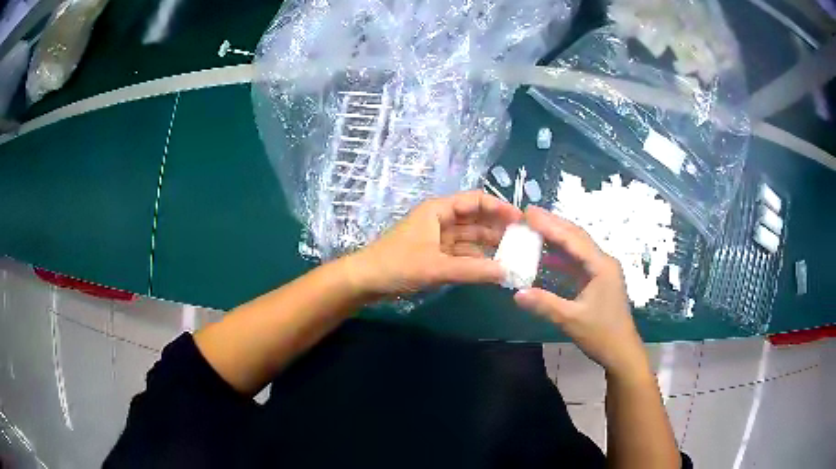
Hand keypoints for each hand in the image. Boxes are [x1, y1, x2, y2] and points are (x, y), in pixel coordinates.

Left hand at [344, 191, 521, 296]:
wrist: (364, 281)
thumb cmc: (396, 265)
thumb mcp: (436, 268)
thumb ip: (472, 270)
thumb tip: (506, 273)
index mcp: (439, 210)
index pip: (476, 201)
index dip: (500, 207)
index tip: (522, 221)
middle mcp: (441, 220)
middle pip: (476, 219)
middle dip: (498, 229)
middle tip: (524, 242)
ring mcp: (438, 238)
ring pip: (470, 238)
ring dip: (489, 246)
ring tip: (515, 257)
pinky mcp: (435, 255)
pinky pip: (462, 254)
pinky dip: (476, 260)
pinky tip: (493, 269)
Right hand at [513, 206, 649, 377]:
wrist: (621, 352)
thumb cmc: (601, 334)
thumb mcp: (571, 320)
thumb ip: (545, 304)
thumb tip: (516, 293)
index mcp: (601, 266)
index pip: (573, 239)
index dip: (550, 225)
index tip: (528, 213)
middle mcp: (603, 262)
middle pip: (576, 237)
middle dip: (553, 224)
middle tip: (528, 214)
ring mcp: (602, 271)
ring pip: (577, 247)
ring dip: (556, 237)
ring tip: (534, 228)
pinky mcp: (598, 280)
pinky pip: (577, 261)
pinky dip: (561, 255)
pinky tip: (546, 255)